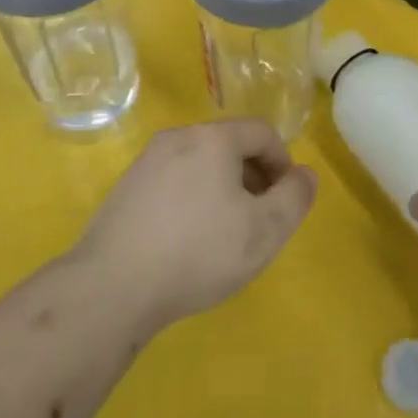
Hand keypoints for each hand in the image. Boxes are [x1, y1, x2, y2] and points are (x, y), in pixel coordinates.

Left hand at [77, 120, 317, 332]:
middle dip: (253, 175)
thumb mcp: (264, 231)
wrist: (113, 286)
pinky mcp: (125, 188)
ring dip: (222, 188)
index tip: (285, 200)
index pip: (261, 131)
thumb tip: (305, 174)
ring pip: (199, 163)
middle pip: (229, 144)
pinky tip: (188, 240)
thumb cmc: (198, 252)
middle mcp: (178, 137)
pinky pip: (173, 181)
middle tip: (259, 218)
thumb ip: (294, 198)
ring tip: (225, 232)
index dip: (283, 162)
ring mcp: (146, 161)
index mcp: (213, 138)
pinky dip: (192, 198)